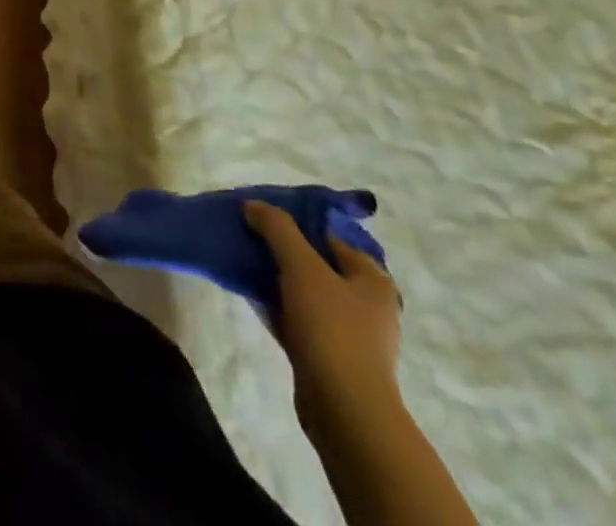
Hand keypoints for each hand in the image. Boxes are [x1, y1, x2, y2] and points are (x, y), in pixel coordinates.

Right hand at [245, 200, 401, 431]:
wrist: (344, 410)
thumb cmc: (331, 328)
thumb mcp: (301, 265)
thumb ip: (277, 228)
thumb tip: (253, 205)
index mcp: (372, 280)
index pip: (329, 237)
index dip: (295, 222)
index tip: (261, 217)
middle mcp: (367, 305)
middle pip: (316, 265)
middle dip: (282, 251)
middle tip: (249, 238)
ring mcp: (350, 335)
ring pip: (305, 294)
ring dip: (276, 279)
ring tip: (243, 263)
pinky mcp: (330, 359)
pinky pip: (298, 320)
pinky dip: (276, 307)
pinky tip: (250, 296)